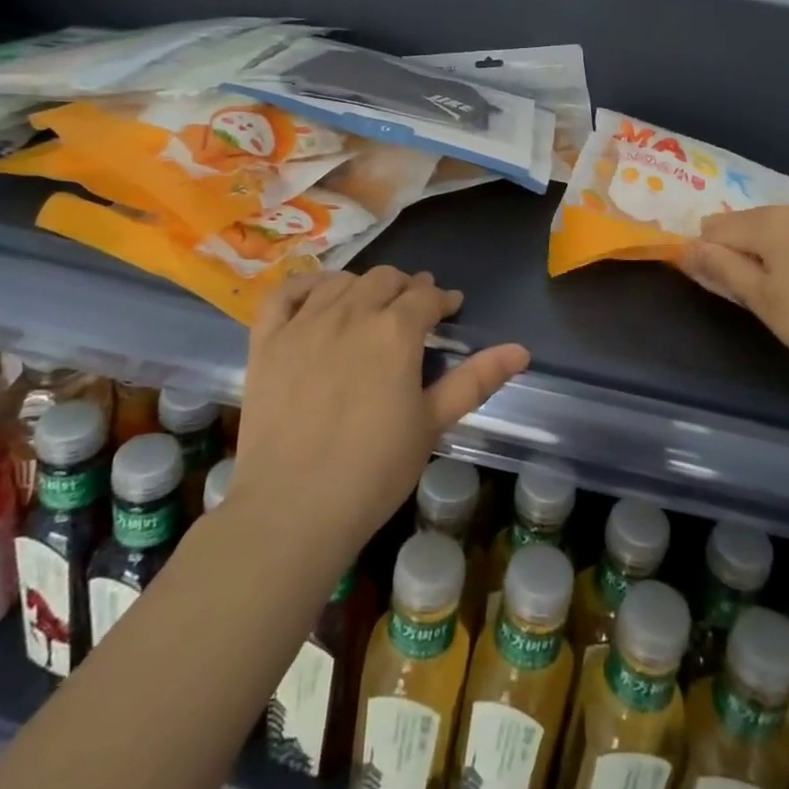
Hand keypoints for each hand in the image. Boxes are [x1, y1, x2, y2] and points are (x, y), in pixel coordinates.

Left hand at [230, 266, 529, 555]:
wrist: (292, 509)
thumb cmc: (374, 471)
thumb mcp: (432, 423)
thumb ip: (475, 380)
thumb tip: (521, 350)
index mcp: (395, 331)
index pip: (425, 297)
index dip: (442, 298)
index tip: (450, 307)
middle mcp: (351, 313)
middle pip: (384, 279)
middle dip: (405, 287)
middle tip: (413, 308)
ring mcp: (304, 324)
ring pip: (340, 282)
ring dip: (362, 285)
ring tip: (370, 304)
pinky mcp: (267, 341)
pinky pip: (284, 293)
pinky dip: (304, 285)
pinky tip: (317, 295)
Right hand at [678, 202, 788, 393]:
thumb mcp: (763, 301)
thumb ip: (722, 269)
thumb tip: (686, 247)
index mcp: (772, 220)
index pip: (716, 226)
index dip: (707, 253)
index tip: (718, 285)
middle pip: (750, 223)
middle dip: (742, 252)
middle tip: (757, 297)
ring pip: (784, 230)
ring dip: (774, 253)